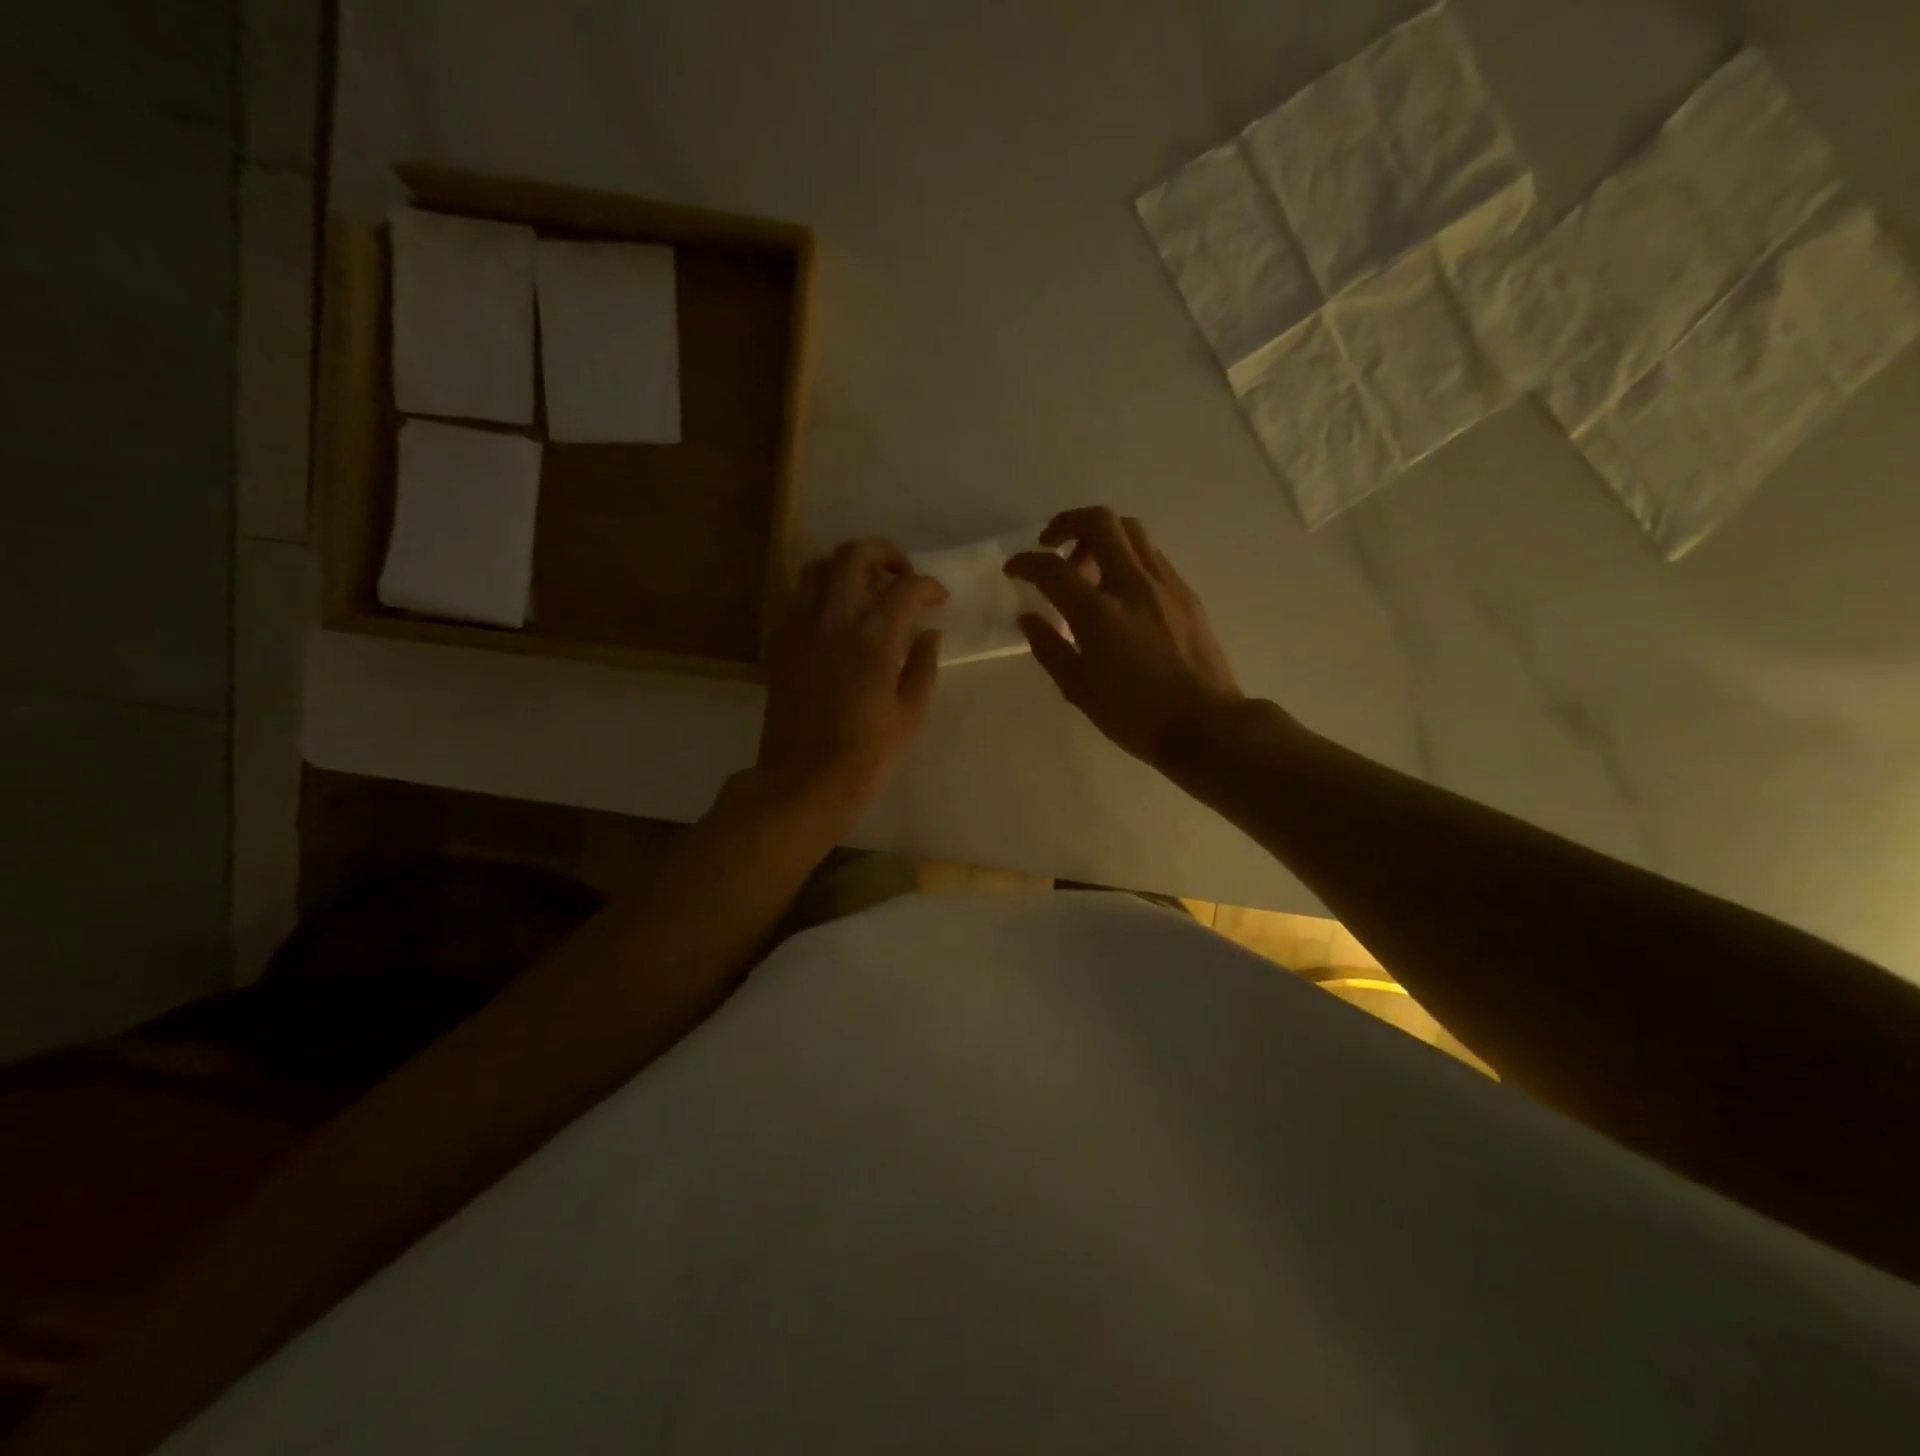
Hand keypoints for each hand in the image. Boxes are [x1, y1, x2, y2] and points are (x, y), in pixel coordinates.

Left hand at [755, 539, 946, 835]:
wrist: (803, 781)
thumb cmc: (867, 755)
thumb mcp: (910, 714)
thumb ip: (922, 665)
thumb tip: (928, 633)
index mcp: (875, 637)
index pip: (907, 586)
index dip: (929, 586)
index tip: (939, 600)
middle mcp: (835, 618)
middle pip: (855, 555)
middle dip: (885, 554)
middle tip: (901, 575)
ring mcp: (801, 627)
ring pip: (819, 568)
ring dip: (847, 567)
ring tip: (865, 588)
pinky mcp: (779, 643)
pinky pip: (798, 598)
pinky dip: (820, 593)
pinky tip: (835, 618)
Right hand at [1007, 507, 1244, 767]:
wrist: (1205, 725)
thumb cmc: (1135, 715)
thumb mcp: (1078, 689)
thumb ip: (1049, 647)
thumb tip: (1028, 616)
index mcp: (1098, 613)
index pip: (1052, 569)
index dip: (1025, 563)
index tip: (1014, 570)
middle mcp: (1132, 585)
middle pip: (1099, 522)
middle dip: (1066, 523)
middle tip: (1051, 546)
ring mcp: (1164, 584)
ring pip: (1131, 530)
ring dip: (1100, 536)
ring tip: (1086, 566)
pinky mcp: (1186, 593)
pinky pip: (1151, 555)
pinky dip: (1126, 556)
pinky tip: (1119, 588)